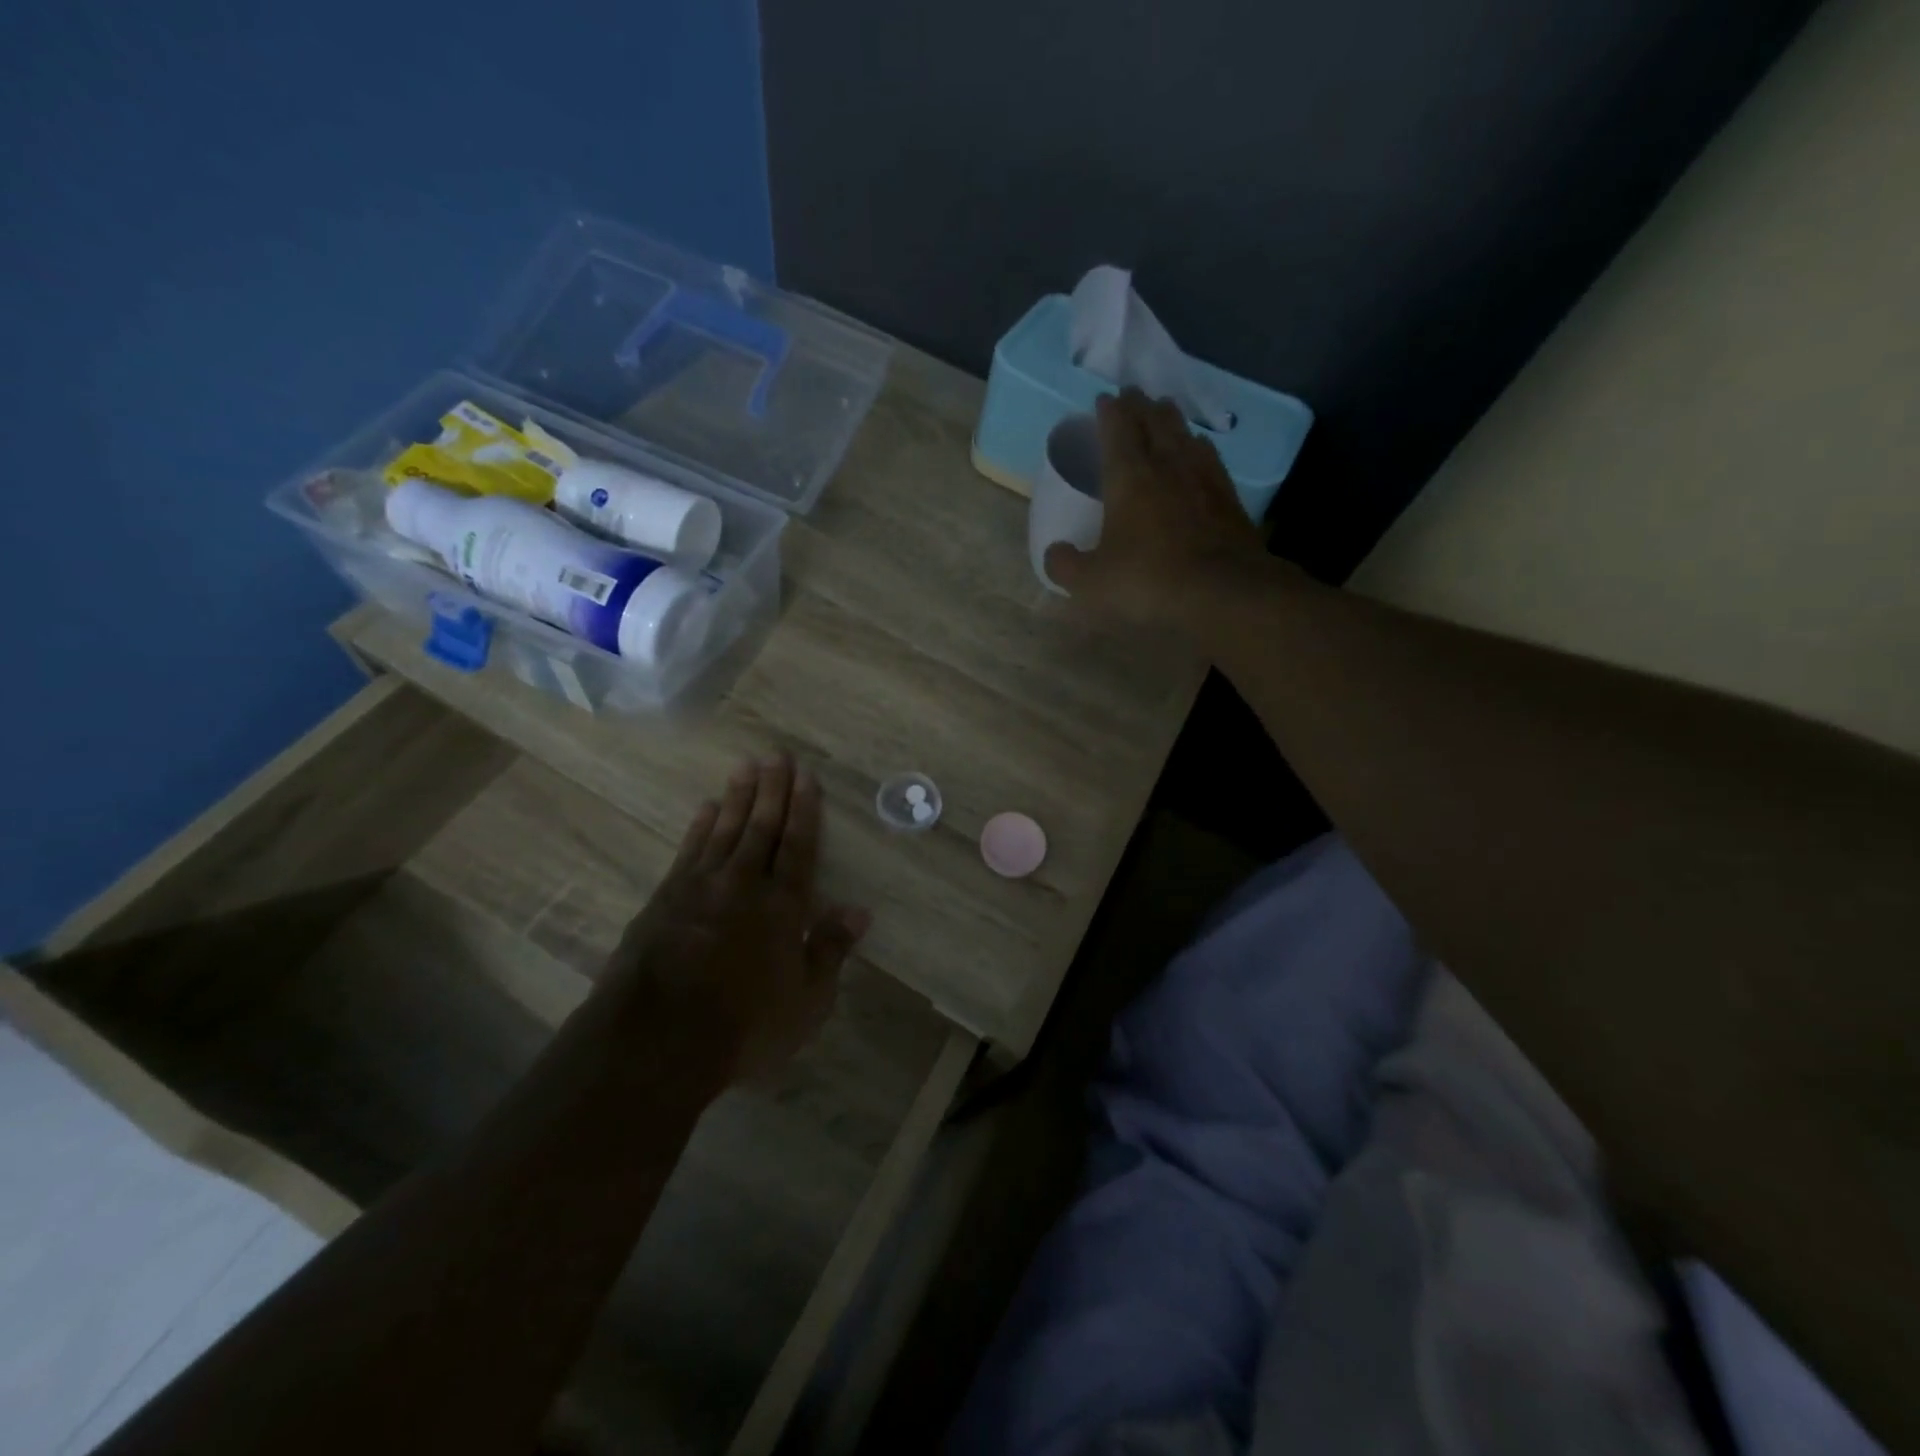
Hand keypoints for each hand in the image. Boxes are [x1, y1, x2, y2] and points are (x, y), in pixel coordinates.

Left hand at [603, 754, 869, 1083]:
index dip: (804, 810)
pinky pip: (689, 850)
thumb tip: (859, 911)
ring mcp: (699, 888)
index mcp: (782, 907)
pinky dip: (700, 825)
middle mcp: (743, 885)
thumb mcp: (806, 1002)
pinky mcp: (665, 899)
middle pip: (761, 828)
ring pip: (725, 830)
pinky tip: (707, 807)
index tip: (805, 776)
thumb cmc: (744, 1027)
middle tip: (776, 755)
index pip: (798, 846)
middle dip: (772, 789)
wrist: (656, 1041)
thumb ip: (830, 951)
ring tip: (746, 766)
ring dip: (738, 797)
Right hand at [1044, 387, 1265, 622]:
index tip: (1103, 399)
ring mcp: (1203, 478)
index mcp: (1129, 477)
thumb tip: (1055, 553)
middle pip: (1154, 422)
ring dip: (1171, 419)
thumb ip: (1066, 566)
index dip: (1109, 412)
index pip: (1117, 429)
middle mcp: (1167, 466)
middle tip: (1133, 394)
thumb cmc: (1149, 581)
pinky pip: (1210, 458)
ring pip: (1185, 434)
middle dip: (1140, 405)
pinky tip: (1200, 449)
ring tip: (1165, 411)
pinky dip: (1199, 446)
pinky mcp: (1229, 498)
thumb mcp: (1092, 582)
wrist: (1223, 592)